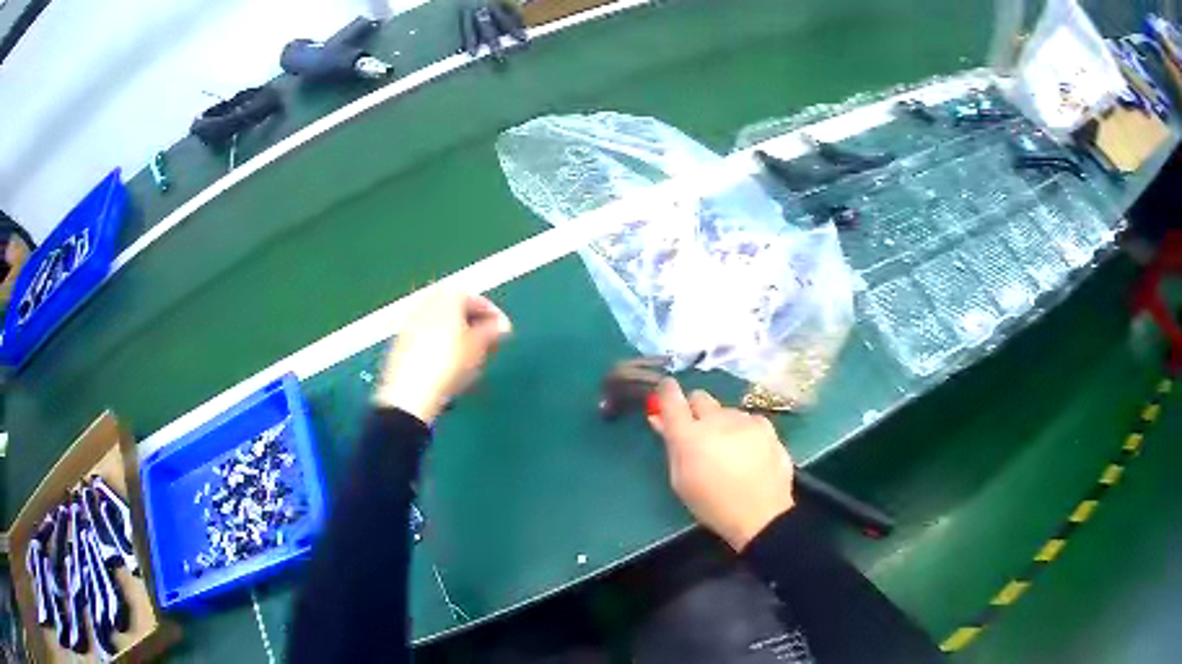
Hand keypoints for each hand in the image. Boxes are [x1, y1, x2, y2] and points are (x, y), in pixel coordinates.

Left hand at [374, 289, 511, 423]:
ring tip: (470, 358)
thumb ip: (492, 331)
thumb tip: (501, 325)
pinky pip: (427, 337)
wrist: (410, 393)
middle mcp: (426, 302)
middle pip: (455, 309)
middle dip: (473, 324)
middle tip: (488, 343)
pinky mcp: (401, 342)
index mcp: (447, 296)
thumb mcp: (478, 347)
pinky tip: (448, 366)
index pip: (476, 298)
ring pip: (441, 323)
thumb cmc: (448, 364)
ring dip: (457, 336)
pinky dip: (440, 345)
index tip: (503, 331)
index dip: (493, 315)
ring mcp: (410, 321)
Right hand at [649, 379, 794, 550]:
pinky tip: (750, 450)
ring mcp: (743, 420)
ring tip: (730, 450)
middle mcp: (715, 420)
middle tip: (700, 433)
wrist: (761, 514)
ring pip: (725, 410)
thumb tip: (659, 419)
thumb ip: (671, 445)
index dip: (667, 392)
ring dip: (722, 423)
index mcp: (688, 436)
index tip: (666, 392)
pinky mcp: (765, 425)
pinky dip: (744, 429)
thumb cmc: (712, 504)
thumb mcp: (681, 480)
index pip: (671, 398)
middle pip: (700, 397)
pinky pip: (748, 419)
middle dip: (696, 410)